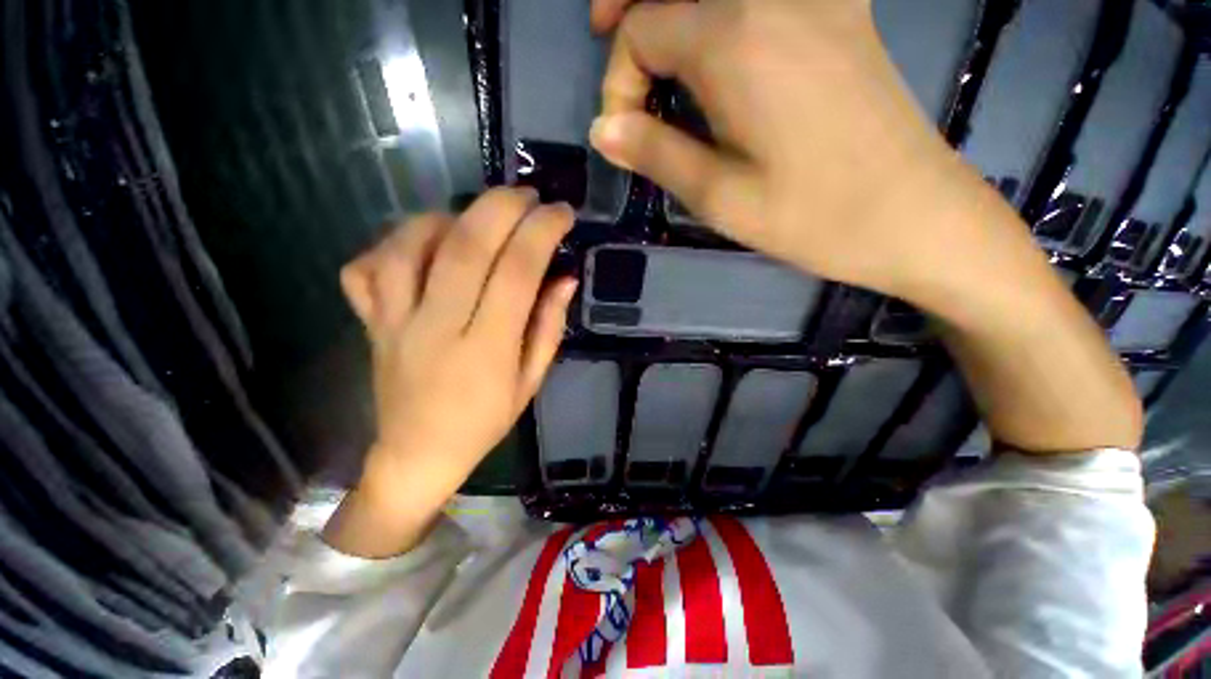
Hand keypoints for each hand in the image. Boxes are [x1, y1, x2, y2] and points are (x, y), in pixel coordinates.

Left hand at [324, 188, 575, 556]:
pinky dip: (396, 240)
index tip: (561, 213)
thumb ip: (549, 326)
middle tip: (527, 195)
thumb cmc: (485, 422)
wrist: (418, 454)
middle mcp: (437, 327)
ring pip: (411, 245)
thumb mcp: (531, 381)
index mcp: (487, 349)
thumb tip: (566, 278)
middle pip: (466, 246)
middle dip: (502, 207)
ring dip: (449, 216)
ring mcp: (394, 322)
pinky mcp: (369, 322)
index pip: (517, 272)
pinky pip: (369, 265)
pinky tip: (424, 242)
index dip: (542, 233)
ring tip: (477, 216)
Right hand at [589, 0, 1140, 453]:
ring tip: (654, 42)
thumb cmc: (812, 218)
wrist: (915, 215)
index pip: (643, 28)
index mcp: (736, 40)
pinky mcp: (842, 9)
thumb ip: (655, 153)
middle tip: (607, 32)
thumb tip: (604, 129)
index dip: (620, 81)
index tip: (626, 133)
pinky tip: (715, 37)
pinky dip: (724, 6)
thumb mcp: (719, 197)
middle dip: (632, 2)